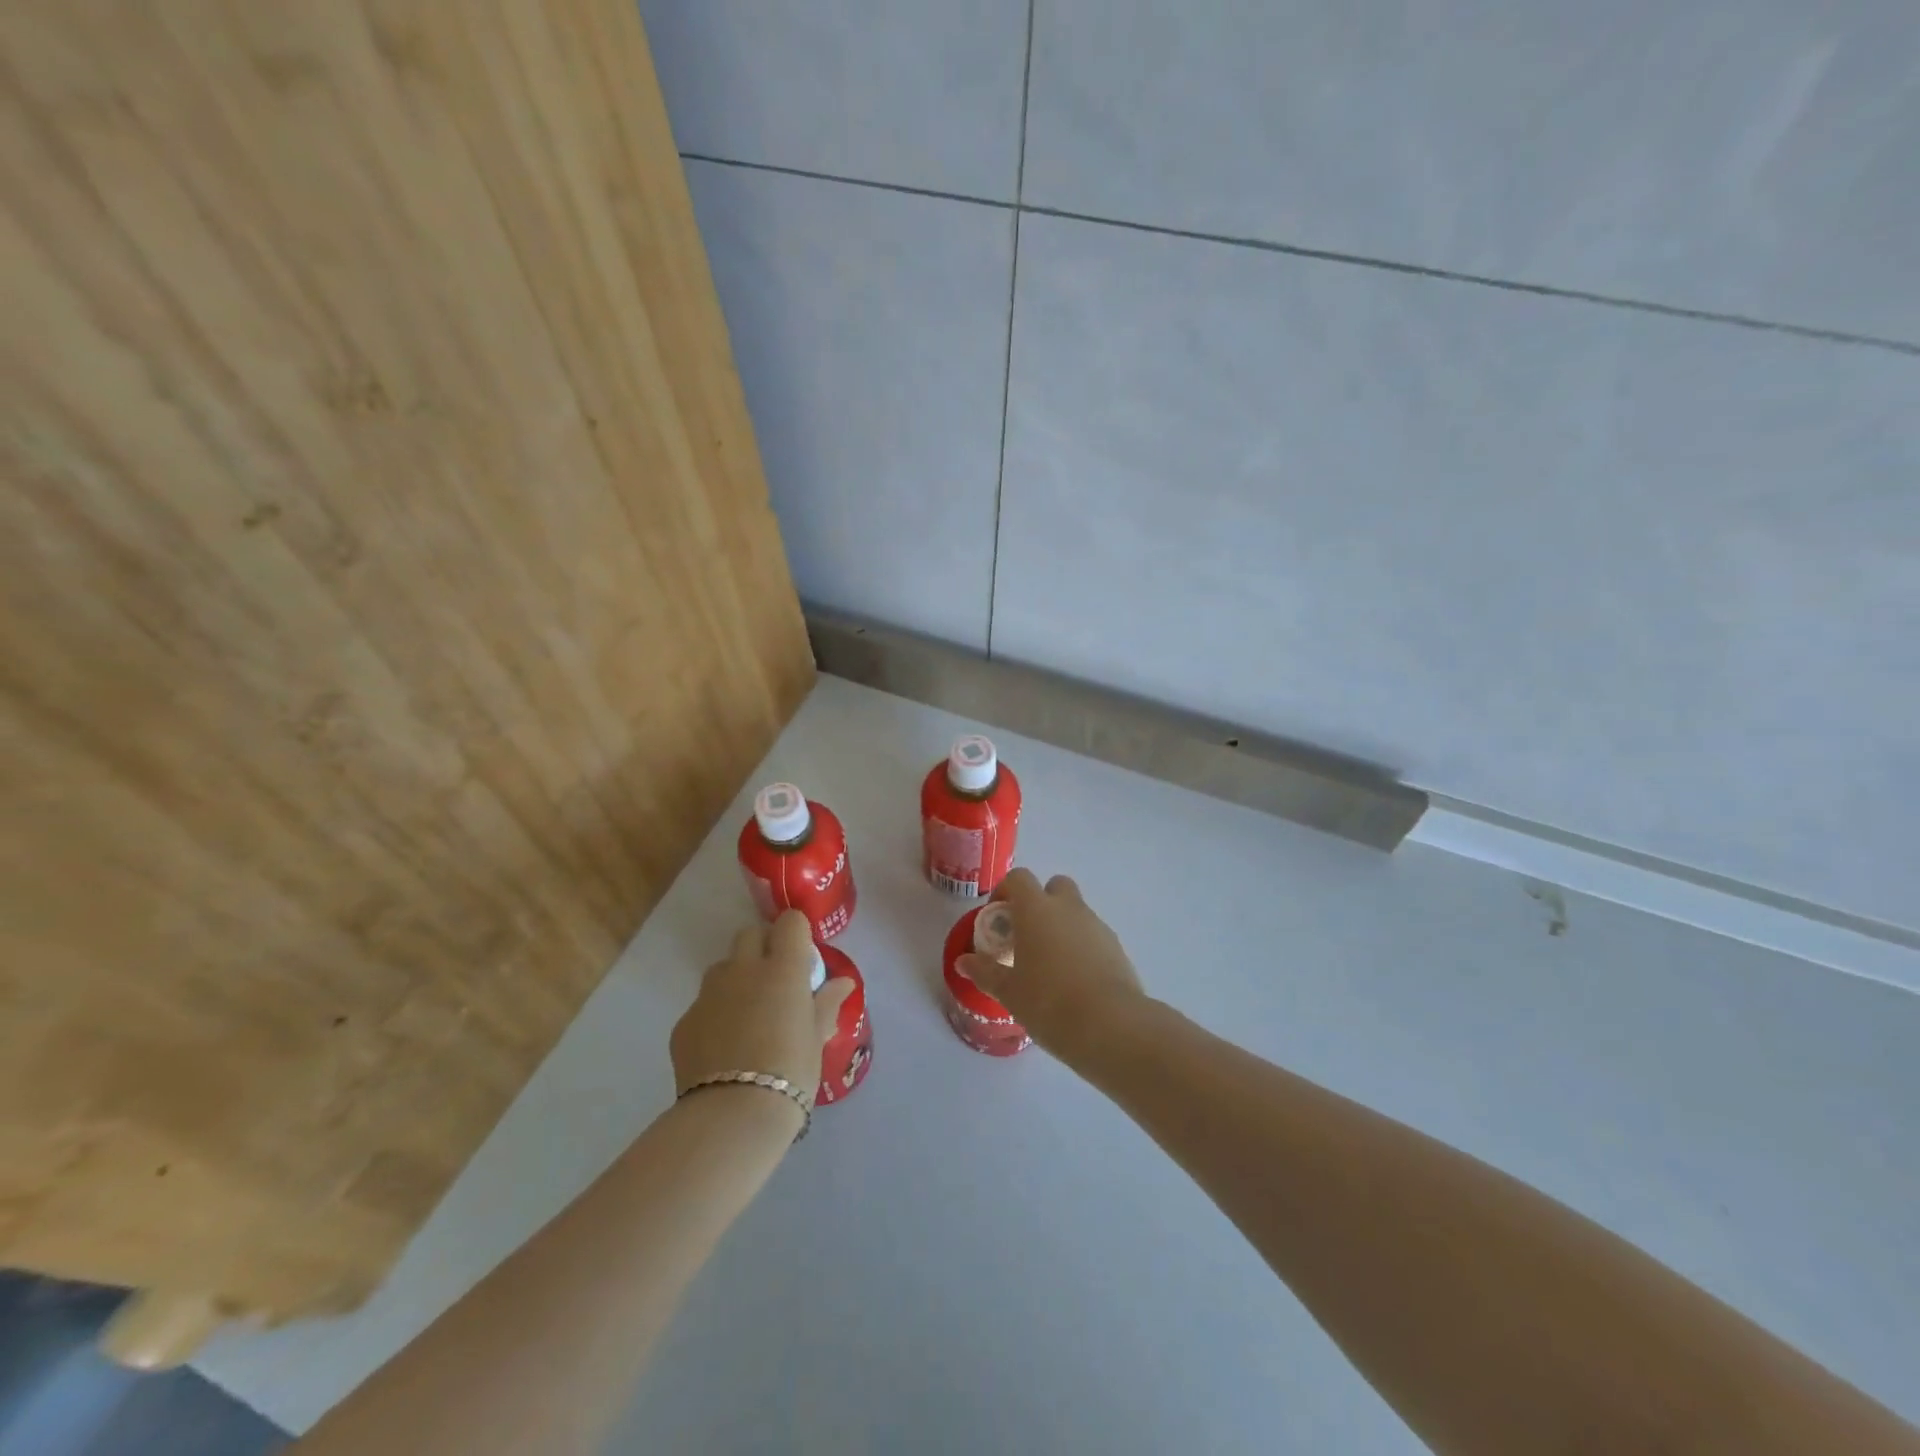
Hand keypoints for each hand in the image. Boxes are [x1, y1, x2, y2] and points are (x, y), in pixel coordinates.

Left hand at [671, 911, 852, 1100]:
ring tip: (748, 1015)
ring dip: (736, 978)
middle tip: (776, 981)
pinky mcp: (685, 1022)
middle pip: (750, 934)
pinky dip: (715, 1015)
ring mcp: (709, 994)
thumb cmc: (790, 1072)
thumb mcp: (817, 1038)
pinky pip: (703, 1005)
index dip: (796, 934)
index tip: (802, 958)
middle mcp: (743, 970)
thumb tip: (843, 983)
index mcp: (783, 969)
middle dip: (763, 947)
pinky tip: (724, 1047)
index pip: (790, 923)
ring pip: (723, 968)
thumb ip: (826, 1003)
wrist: (733, 1116)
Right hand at [957, 868, 1144, 1060]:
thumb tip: (963, 962)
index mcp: (1036, 909)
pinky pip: (1093, 935)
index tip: (999, 918)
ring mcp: (1096, 925)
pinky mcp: (1117, 947)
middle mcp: (1068, 908)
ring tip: (1051, 965)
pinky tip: (1075, 981)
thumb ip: (985, 972)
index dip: (1006, 891)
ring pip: (1076, 911)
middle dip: (1041, 902)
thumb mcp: (1008, 991)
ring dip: (1062, 926)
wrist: (1110, 1025)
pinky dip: (1082, 947)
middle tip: (1028, 934)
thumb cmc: (1048, 1002)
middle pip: (1055, 886)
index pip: (1019, 878)